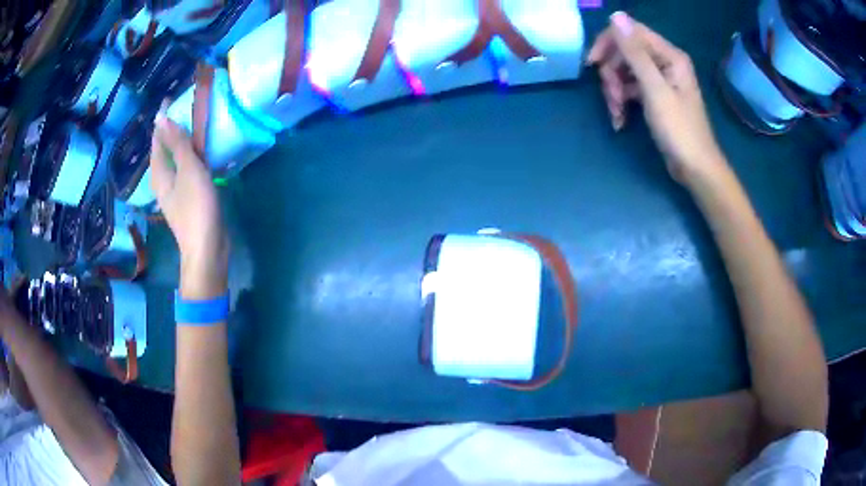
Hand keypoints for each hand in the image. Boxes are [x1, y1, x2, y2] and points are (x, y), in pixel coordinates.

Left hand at [150, 110, 227, 298]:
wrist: (207, 248)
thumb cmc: (196, 208)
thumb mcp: (188, 170)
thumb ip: (177, 144)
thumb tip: (161, 117)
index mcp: (159, 174)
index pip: (157, 140)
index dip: (161, 120)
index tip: (170, 99)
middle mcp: (163, 181)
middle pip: (163, 150)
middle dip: (170, 130)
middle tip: (183, 109)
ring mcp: (175, 191)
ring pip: (175, 160)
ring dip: (181, 143)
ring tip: (193, 126)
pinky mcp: (188, 198)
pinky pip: (185, 170)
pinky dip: (191, 157)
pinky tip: (201, 154)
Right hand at [587, 12, 726, 183]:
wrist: (695, 169)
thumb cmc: (679, 130)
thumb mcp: (654, 89)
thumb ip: (635, 52)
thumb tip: (616, 16)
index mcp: (669, 55)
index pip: (631, 33)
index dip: (608, 43)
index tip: (592, 64)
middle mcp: (664, 62)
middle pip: (625, 53)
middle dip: (612, 74)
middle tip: (612, 98)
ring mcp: (659, 79)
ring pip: (624, 71)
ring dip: (615, 91)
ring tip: (616, 113)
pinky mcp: (655, 96)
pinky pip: (630, 88)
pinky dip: (622, 102)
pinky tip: (620, 120)